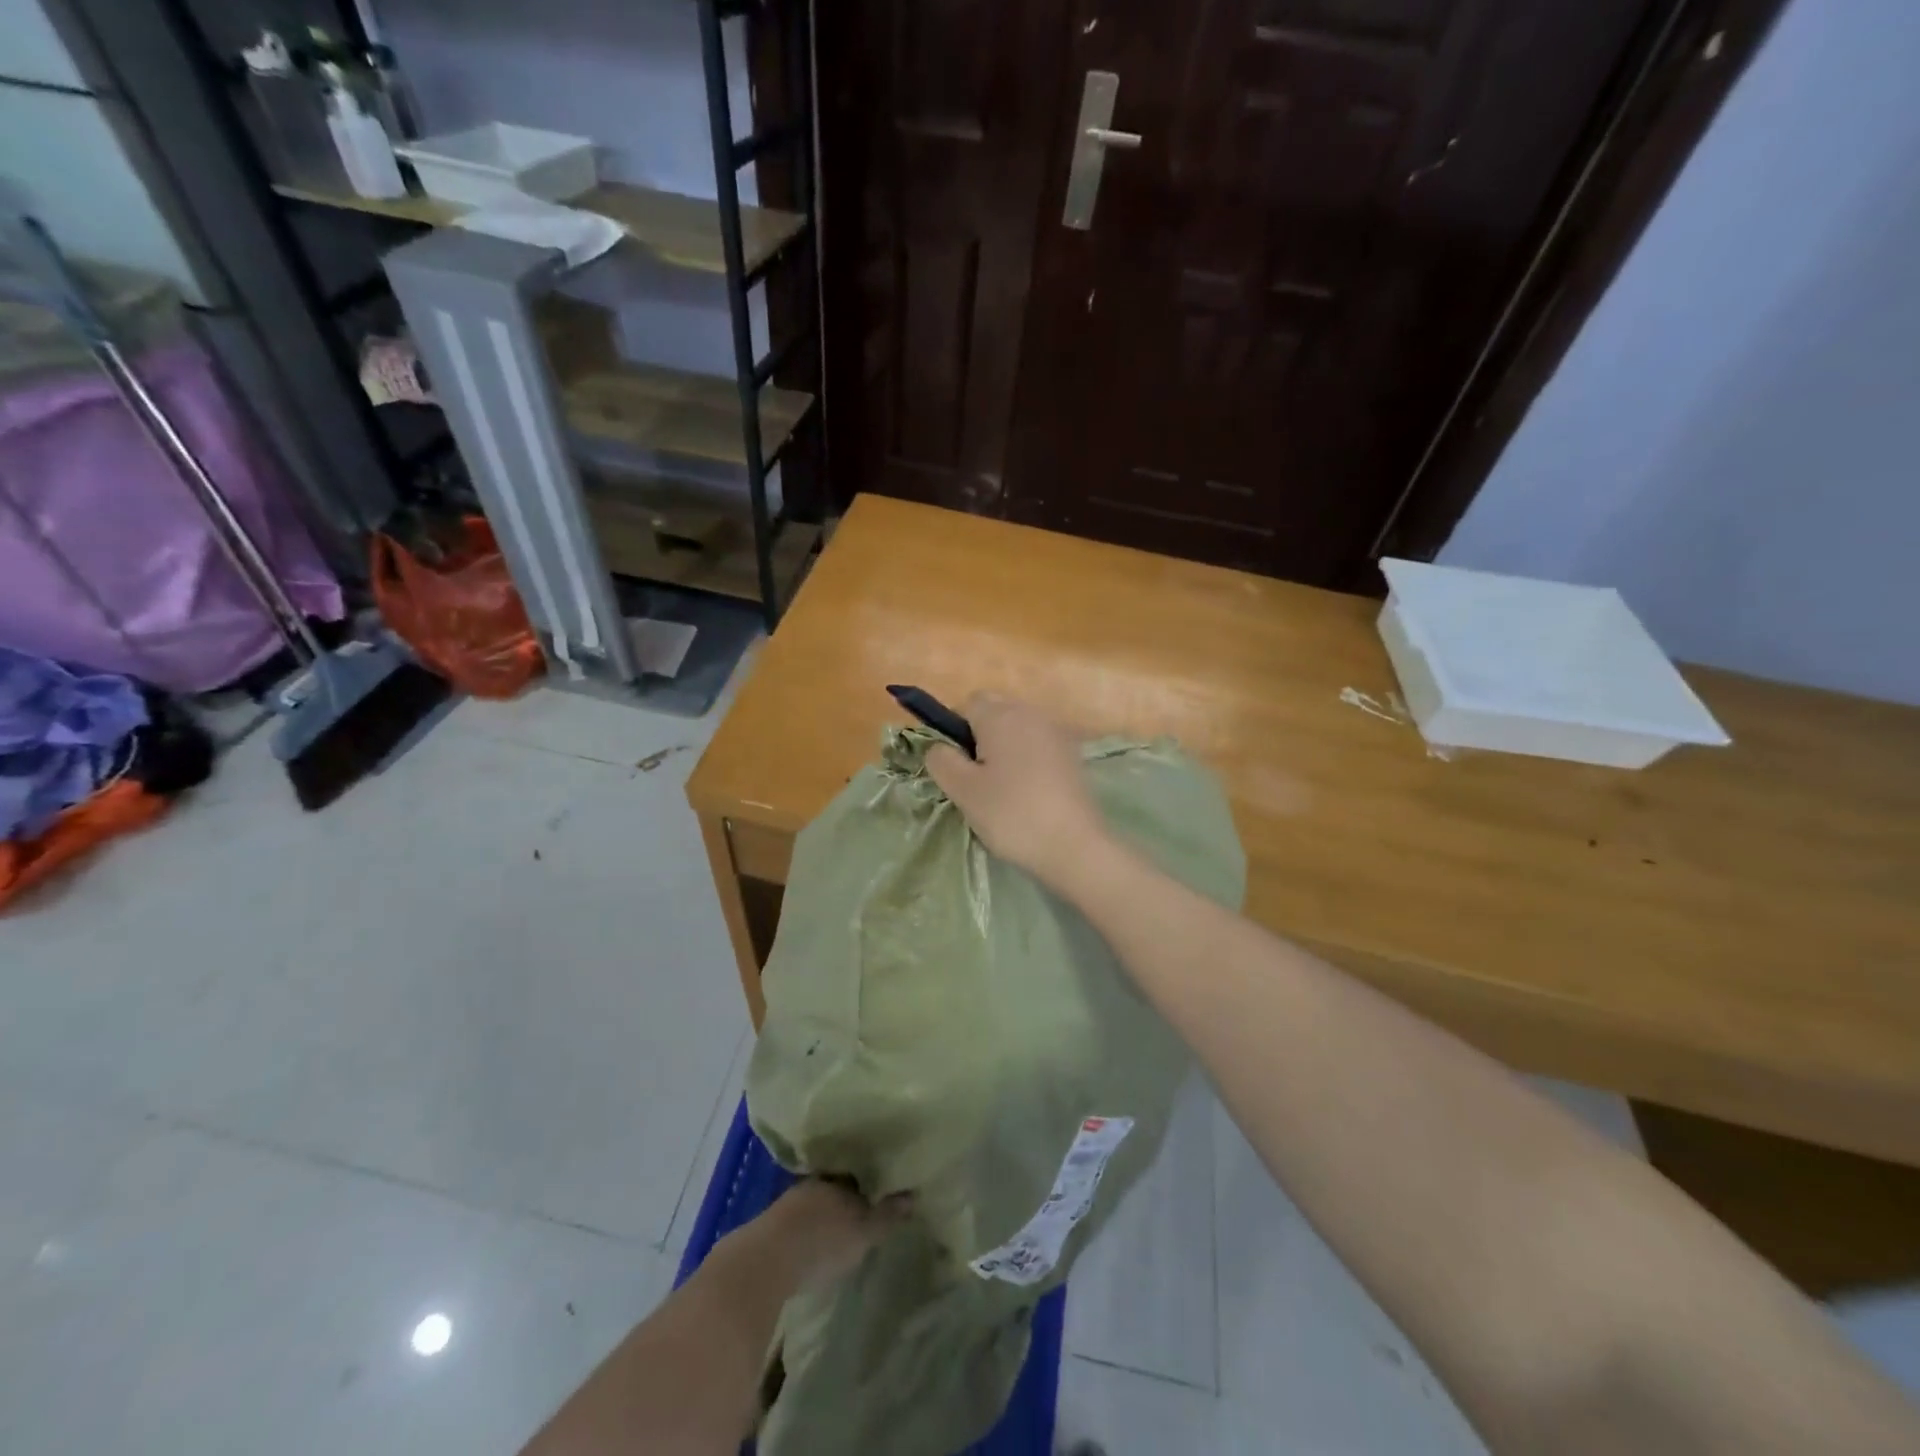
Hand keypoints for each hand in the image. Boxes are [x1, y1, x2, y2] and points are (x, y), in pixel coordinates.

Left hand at [749, 1180, 910, 1295]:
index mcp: (834, 1177)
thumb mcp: (863, 1231)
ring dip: (826, 1213)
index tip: (882, 1184)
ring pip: (815, 1203)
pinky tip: (815, 1242)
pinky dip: (809, 1229)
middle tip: (864, 1205)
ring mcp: (788, 1205)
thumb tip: (912, 1195)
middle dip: (847, 1195)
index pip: (856, 1170)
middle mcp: (811, 1183)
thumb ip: (887, 1214)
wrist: (764, 1264)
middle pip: (834, 1185)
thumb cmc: (822, 1240)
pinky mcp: (771, 1230)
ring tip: (841, 1226)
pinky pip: (799, 1222)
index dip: (870, 1178)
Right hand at [925, 695, 1110, 891]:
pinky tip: (1026, 794)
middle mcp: (1031, 714)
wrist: (1074, 846)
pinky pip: (1038, 747)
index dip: (953, 729)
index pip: (967, 703)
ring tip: (1000, 789)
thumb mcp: (963, 790)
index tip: (954, 765)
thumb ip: (942, 760)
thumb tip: (938, 747)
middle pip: (995, 712)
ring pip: (1017, 730)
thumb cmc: (1011, 813)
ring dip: (1003, 750)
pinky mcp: (1072, 757)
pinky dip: (1026, 762)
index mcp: (1001, 715)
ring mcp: (1056, 734)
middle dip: (979, 737)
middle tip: (974, 778)